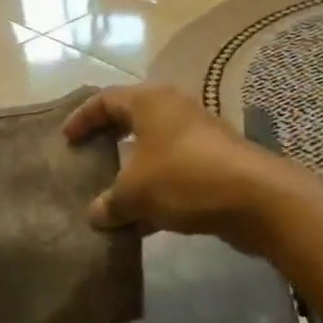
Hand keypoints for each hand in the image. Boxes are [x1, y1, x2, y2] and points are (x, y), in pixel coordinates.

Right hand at [64, 85, 289, 253]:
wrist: (256, 198)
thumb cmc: (184, 178)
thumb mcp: (135, 193)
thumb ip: (109, 203)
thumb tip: (95, 215)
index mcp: (149, 102)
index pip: (105, 100)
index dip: (82, 118)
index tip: (66, 140)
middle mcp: (174, 110)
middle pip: (131, 120)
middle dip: (108, 141)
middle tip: (89, 158)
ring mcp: (198, 136)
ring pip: (154, 149)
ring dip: (132, 171)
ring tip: (112, 196)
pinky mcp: (216, 163)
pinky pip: (175, 171)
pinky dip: (156, 190)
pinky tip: (143, 222)